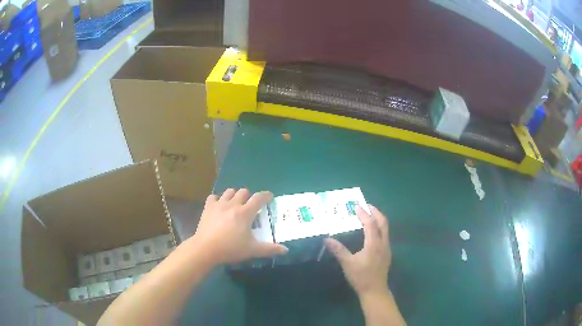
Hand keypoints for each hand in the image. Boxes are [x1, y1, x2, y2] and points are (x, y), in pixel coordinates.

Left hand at [188, 188, 287, 264]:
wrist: (205, 249)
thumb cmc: (230, 249)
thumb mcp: (252, 250)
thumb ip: (270, 249)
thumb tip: (286, 250)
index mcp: (245, 213)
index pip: (259, 198)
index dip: (266, 195)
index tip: (269, 196)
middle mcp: (233, 205)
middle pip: (243, 191)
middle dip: (249, 196)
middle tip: (250, 206)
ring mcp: (218, 204)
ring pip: (229, 192)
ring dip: (234, 195)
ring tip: (235, 204)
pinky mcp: (207, 208)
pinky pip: (213, 197)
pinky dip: (218, 199)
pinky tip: (219, 207)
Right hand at [324, 205, 390, 296]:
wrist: (375, 290)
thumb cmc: (361, 277)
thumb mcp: (347, 264)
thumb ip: (338, 250)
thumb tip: (326, 239)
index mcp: (374, 243)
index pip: (370, 223)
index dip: (363, 214)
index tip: (356, 206)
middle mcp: (383, 243)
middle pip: (383, 222)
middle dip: (375, 212)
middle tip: (366, 205)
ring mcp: (387, 248)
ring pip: (385, 228)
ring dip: (378, 219)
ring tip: (369, 215)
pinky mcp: (387, 253)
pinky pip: (385, 234)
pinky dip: (379, 227)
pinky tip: (372, 231)